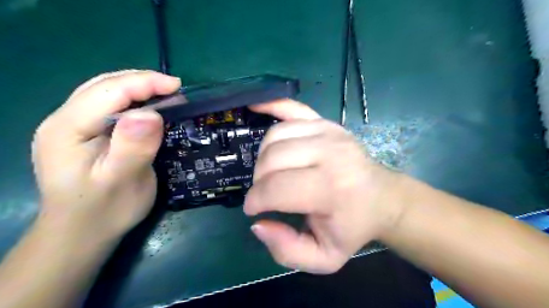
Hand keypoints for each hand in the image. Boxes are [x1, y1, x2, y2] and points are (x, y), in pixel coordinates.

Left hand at [31, 69, 181, 245]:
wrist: (82, 233)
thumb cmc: (104, 211)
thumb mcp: (123, 181)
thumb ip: (133, 147)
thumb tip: (151, 114)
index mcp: (67, 129)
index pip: (108, 91)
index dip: (144, 83)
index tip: (178, 86)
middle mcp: (63, 120)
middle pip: (104, 86)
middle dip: (142, 81)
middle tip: (175, 89)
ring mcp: (71, 126)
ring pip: (105, 92)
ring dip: (137, 88)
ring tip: (165, 94)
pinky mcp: (84, 134)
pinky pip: (109, 106)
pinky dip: (132, 100)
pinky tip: (147, 108)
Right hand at [245, 101, 402, 274]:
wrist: (382, 198)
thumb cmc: (352, 227)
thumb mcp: (323, 257)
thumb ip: (286, 251)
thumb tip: (258, 224)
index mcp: (331, 189)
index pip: (277, 188)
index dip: (256, 200)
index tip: (253, 209)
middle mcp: (330, 153)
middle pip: (271, 159)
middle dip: (258, 180)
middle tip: (265, 193)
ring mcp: (328, 131)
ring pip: (274, 136)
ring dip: (263, 157)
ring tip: (270, 173)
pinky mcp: (326, 122)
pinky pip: (291, 108)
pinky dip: (270, 106)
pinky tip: (256, 106)